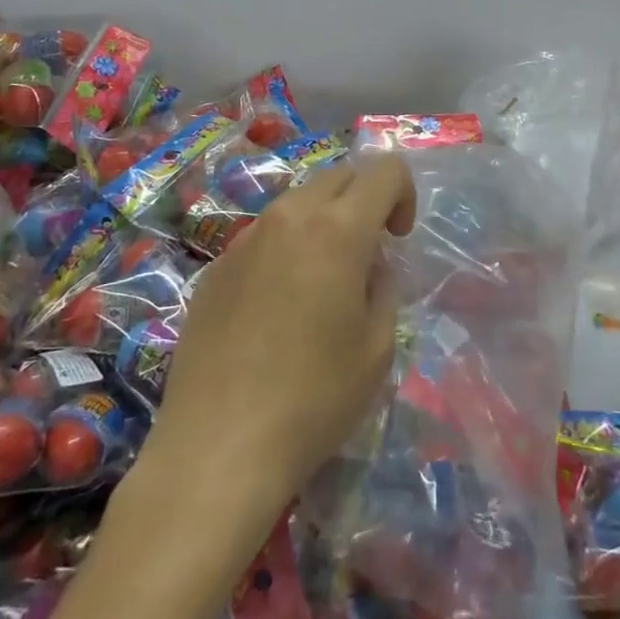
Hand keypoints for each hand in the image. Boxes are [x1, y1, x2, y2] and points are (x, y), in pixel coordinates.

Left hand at [150, 155, 415, 515]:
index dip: (403, 195)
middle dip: (363, 200)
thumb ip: (383, 287)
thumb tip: (369, 267)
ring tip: (321, 282)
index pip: (384, 171)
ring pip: (297, 202)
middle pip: (339, 176)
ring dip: (322, 222)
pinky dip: (285, 249)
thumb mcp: (377, 347)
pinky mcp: (215, 267)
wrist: (217, 446)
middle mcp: (289, 217)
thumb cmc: (314, 398)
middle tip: (367, 255)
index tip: (398, 240)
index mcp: (337, 229)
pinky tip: (276, 309)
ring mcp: (245, 239)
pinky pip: (262, 236)